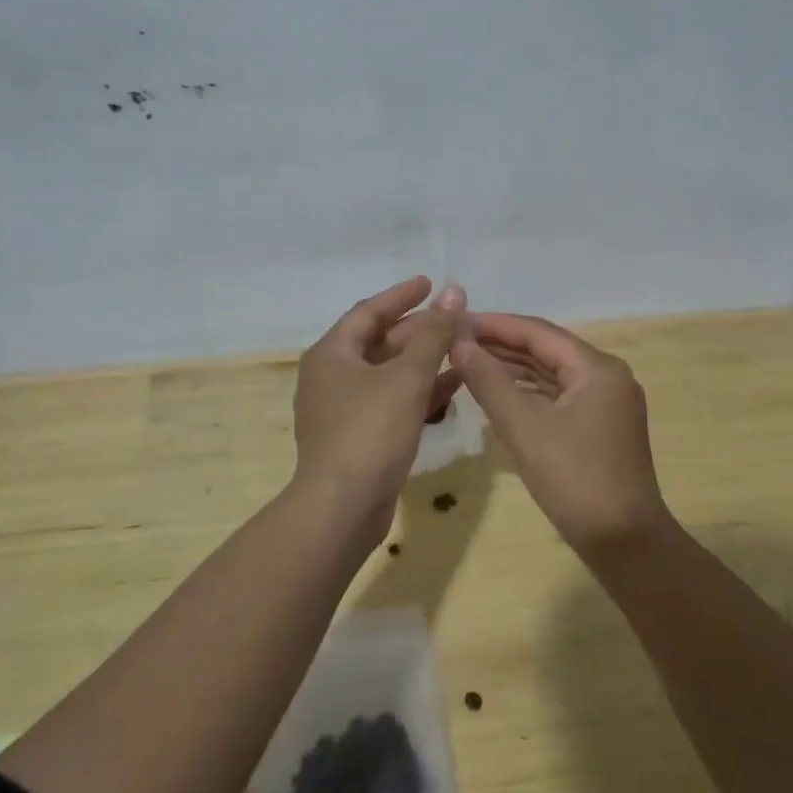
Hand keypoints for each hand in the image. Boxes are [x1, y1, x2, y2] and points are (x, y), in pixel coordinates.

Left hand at [294, 277, 465, 535]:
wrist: (341, 509)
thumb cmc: (369, 432)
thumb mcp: (406, 378)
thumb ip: (433, 335)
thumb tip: (453, 292)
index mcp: (332, 354)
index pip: (369, 311)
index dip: (402, 296)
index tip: (431, 283)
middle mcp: (332, 376)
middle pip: (379, 342)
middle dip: (418, 330)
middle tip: (454, 319)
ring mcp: (343, 409)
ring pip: (388, 374)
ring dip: (423, 361)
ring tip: (460, 349)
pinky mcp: (358, 437)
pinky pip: (391, 402)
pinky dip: (418, 392)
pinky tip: (453, 388)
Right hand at [453, 313, 671, 557]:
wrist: (625, 544)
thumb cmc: (574, 480)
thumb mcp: (524, 428)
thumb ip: (489, 381)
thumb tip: (458, 343)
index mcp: (597, 369)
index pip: (539, 332)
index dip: (495, 324)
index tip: (456, 320)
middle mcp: (607, 377)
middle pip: (547, 349)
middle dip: (502, 344)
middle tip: (456, 340)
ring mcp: (606, 403)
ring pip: (552, 374)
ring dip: (513, 367)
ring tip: (469, 361)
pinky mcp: (600, 427)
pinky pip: (559, 396)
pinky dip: (528, 391)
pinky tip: (498, 392)